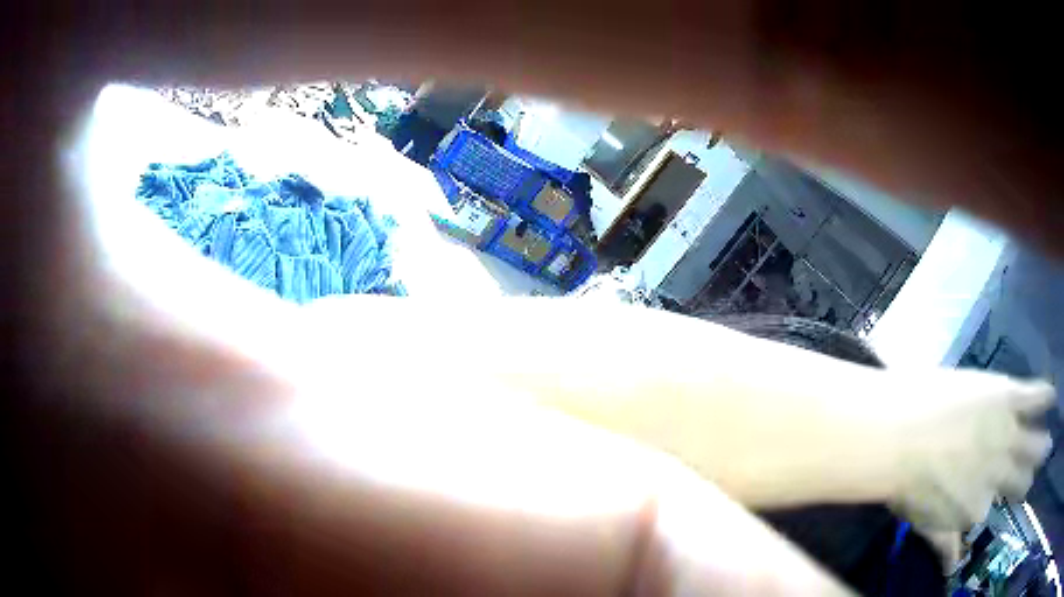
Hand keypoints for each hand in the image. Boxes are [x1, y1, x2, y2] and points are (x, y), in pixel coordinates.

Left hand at [880, 370, 1053, 529]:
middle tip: (1030, 478)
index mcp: (975, 508)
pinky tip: (1052, 396)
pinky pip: (1033, 398)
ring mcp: (1006, 435)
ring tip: (1047, 446)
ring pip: (1031, 443)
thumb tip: (951, 568)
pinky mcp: (1007, 398)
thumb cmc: (905, 482)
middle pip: (1016, 480)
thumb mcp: (926, 522)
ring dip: (1040, 446)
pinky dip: (1044, 397)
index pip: (987, 511)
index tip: (996, 500)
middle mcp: (997, 476)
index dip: (990, 504)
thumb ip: (943, 543)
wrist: (900, 435)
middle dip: (1024, 481)